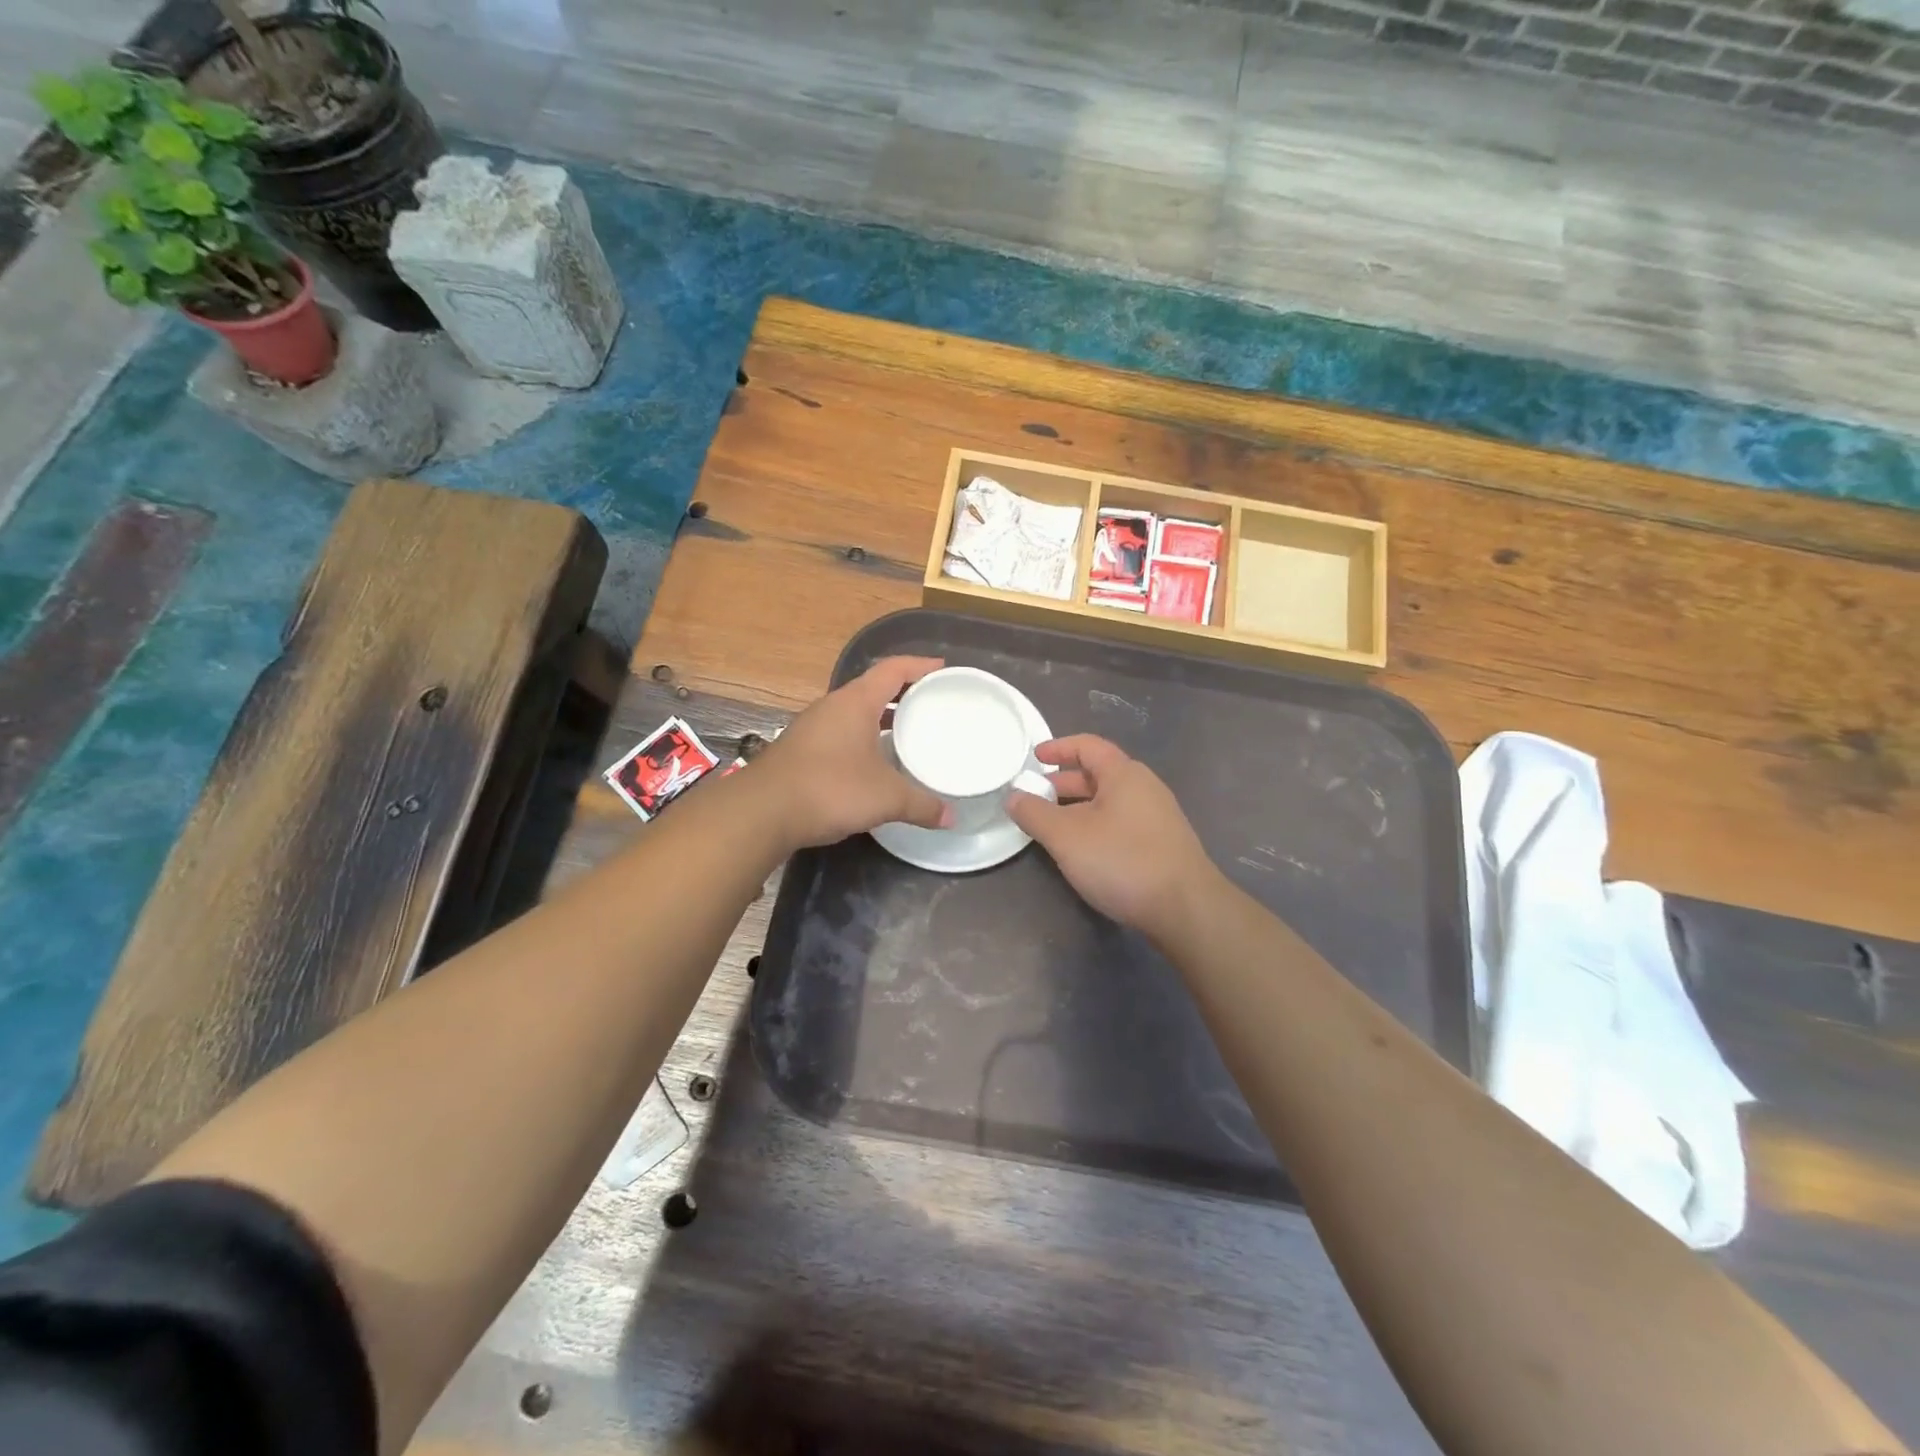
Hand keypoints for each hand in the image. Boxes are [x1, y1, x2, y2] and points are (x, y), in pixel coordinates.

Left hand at [757, 657, 950, 848]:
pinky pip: (841, 733)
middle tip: (932, 703)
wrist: (762, 811)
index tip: (943, 669)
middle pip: (874, 688)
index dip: (920, 665)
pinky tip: (874, 762)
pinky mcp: (801, 750)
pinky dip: (863, 738)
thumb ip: (921, 805)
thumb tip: (951, 818)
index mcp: (855, 702)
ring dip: (881, 718)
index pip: (893, 669)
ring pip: (855, 712)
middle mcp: (833, 706)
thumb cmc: (830, 789)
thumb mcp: (886, 798)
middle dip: (903, 693)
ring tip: (908, 732)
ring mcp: (813, 727)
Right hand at [1009, 735, 1216, 937]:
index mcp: (1124, 774)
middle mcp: (1145, 787)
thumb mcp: (1066, 837)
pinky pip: (1121, 821)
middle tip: (1035, 796)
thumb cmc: (1123, 861)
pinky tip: (1084, 850)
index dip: (1058, 747)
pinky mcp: (1162, 844)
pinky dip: (1096, 824)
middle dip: (1064, 782)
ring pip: (1109, 801)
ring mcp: (1158, 816)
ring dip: (1078, 807)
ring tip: (1053, 825)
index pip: (1087, 746)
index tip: (1033, 757)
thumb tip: (1013, 796)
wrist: (1186, 909)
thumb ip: (1034, 813)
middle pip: (1098, 773)